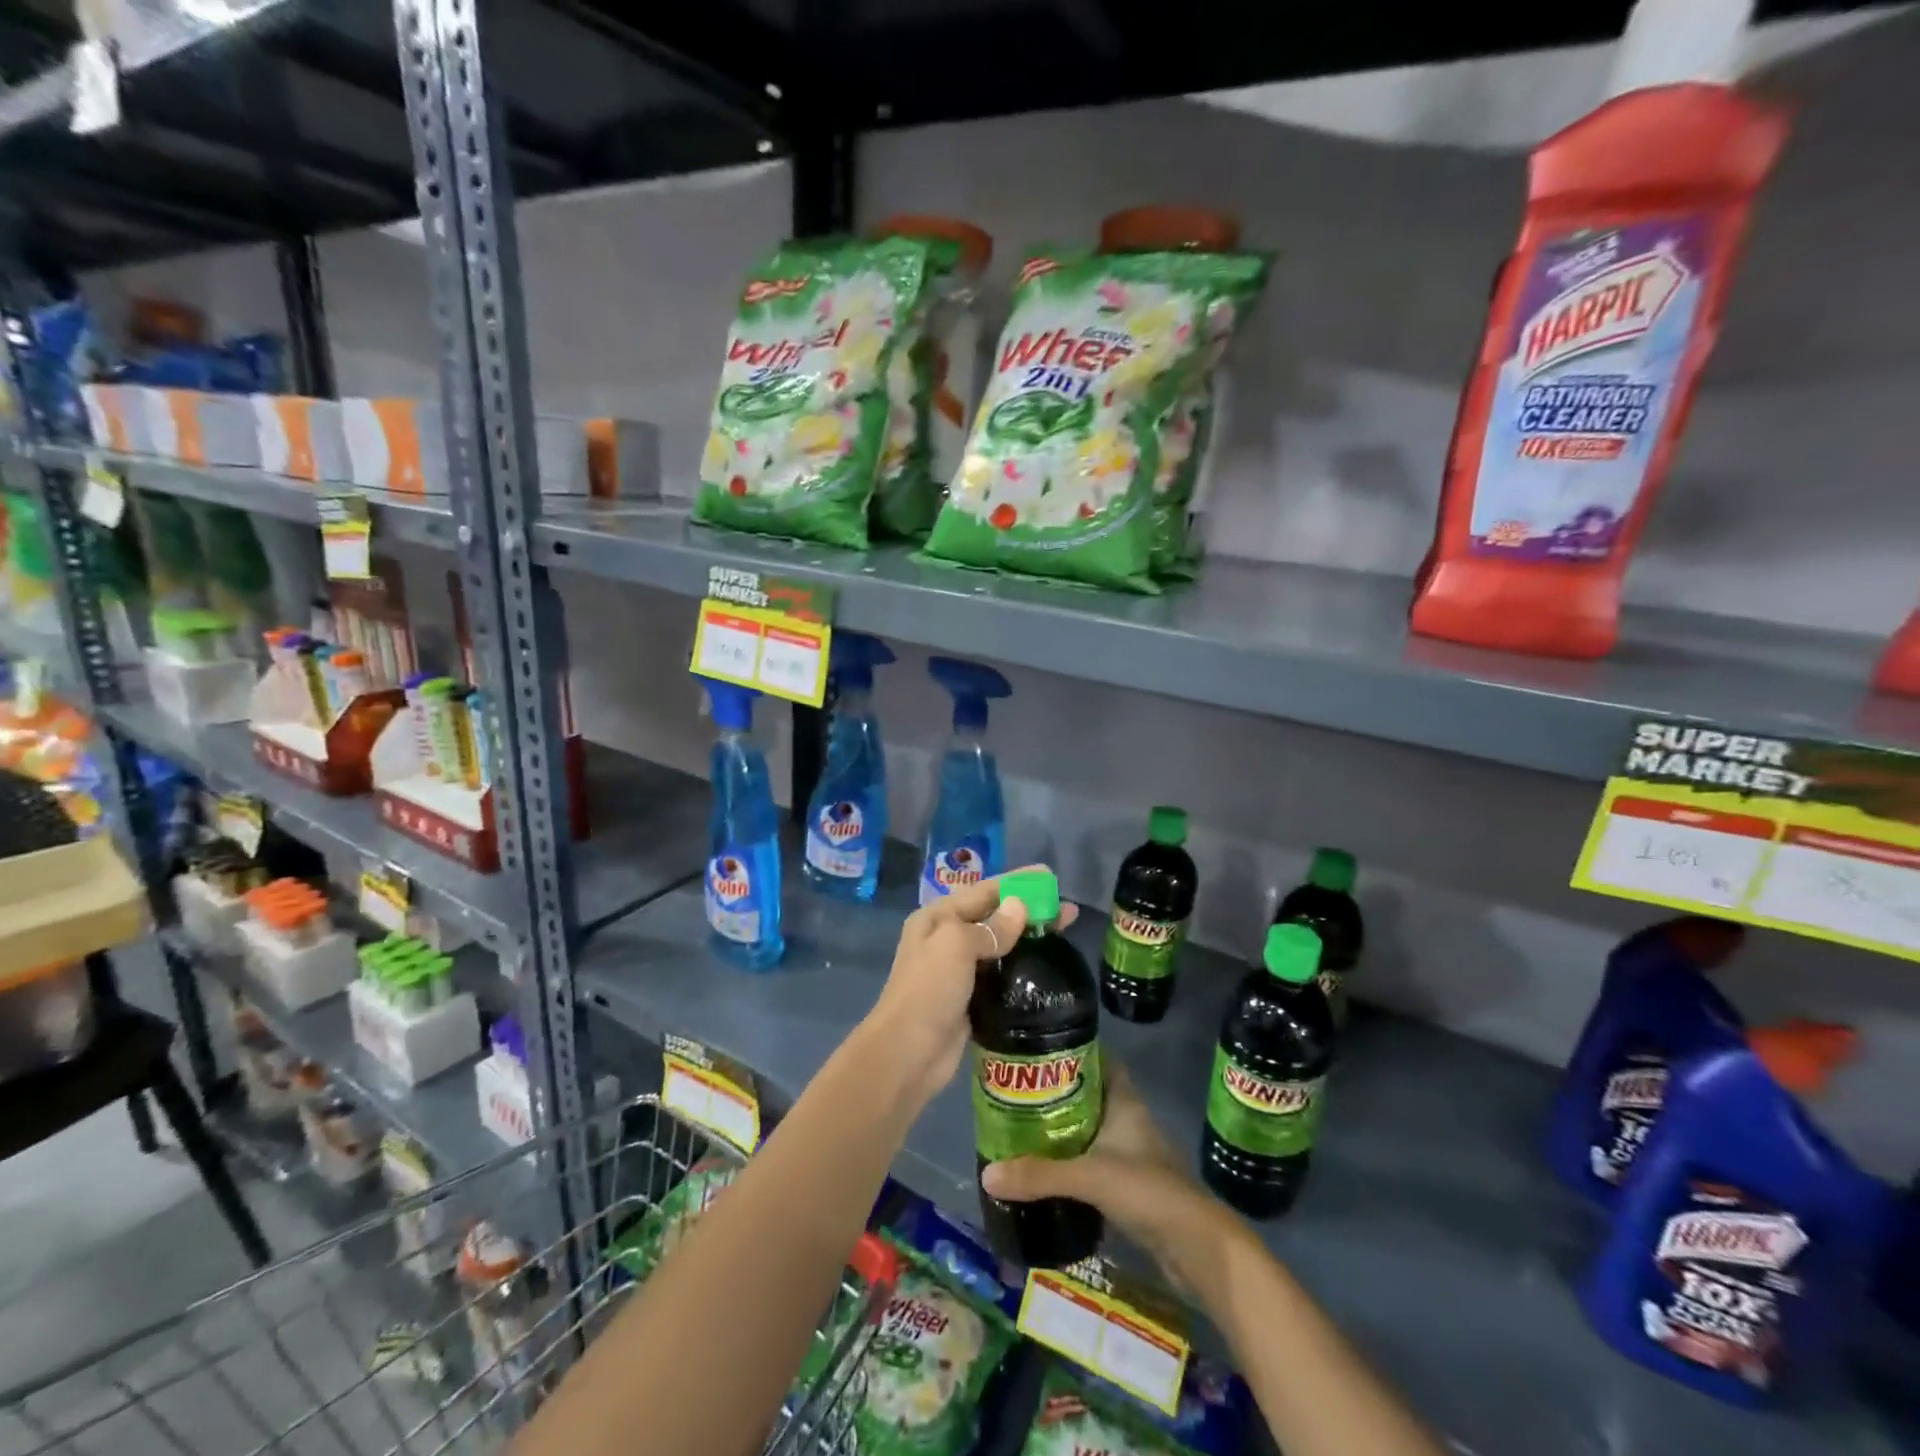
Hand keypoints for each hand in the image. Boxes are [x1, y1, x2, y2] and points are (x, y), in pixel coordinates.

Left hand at [861, 867, 1077, 1105]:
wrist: (908, 1054)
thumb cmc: (929, 990)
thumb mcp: (956, 946)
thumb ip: (991, 927)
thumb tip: (1019, 907)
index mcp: (938, 918)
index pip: (984, 890)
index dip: (1017, 882)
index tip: (1050, 877)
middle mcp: (947, 939)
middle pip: (995, 917)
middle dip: (1029, 910)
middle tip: (1068, 911)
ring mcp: (959, 972)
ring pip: (1001, 946)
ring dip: (1029, 939)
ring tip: (1064, 936)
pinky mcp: (971, 1000)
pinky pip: (1002, 975)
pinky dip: (1022, 969)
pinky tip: (1047, 970)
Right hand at [981, 1062, 1221, 1292]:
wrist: (1197, 1247)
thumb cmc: (1147, 1190)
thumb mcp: (1088, 1176)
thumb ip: (1039, 1174)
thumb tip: (987, 1174)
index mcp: (1125, 1102)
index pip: (1101, 1062)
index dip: (1076, 1053)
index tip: (1040, 1051)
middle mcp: (1129, 1121)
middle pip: (1091, 1096)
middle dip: (1059, 1094)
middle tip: (1020, 1094)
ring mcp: (1133, 1155)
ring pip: (1093, 1131)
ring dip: (1066, 1131)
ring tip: (1025, 1130)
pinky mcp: (1132, 1187)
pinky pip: (1096, 1163)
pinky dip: (1074, 1164)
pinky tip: (1049, 1173)